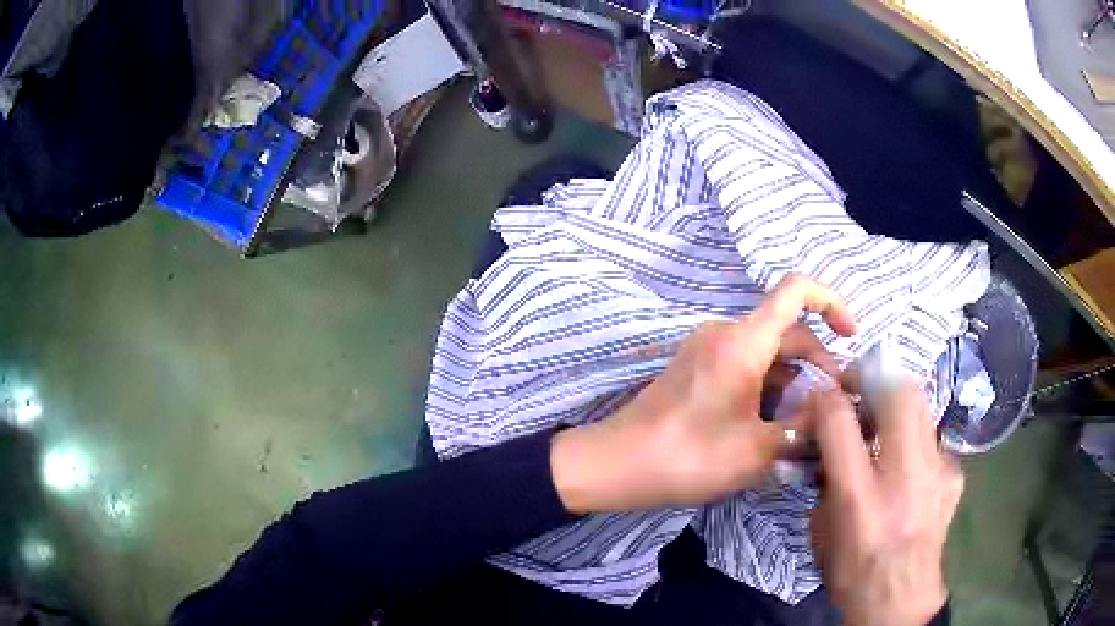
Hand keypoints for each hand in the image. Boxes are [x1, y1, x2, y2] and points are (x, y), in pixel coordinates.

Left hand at [551, 274, 857, 513]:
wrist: (618, 464)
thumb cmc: (690, 456)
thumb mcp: (759, 449)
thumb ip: (805, 427)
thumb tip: (835, 412)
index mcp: (743, 340)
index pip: (797, 290)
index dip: (832, 302)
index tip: (851, 336)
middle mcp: (725, 333)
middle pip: (787, 331)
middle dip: (817, 363)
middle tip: (834, 407)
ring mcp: (708, 350)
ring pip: (767, 353)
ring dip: (793, 381)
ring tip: (807, 426)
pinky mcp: (697, 369)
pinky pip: (744, 365)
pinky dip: (768, 387)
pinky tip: (775, 425)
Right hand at [807, 384, 963, 625]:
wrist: (900, 600)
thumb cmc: (852, 572)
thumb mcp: (820, 532)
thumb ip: (825, 480)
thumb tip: (827, 442)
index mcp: (859, 499)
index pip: (840, 422)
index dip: (827, 398)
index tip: (821, 394)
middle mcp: (904, 477)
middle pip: (898, 393)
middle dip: (873, 378)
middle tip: (857, 387)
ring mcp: (937, 472)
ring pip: (922, 405)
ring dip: (896, 402)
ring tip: (882, 420)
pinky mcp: (954, 475)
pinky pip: (932, 438)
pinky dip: (915, 440)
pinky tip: (909, 464)